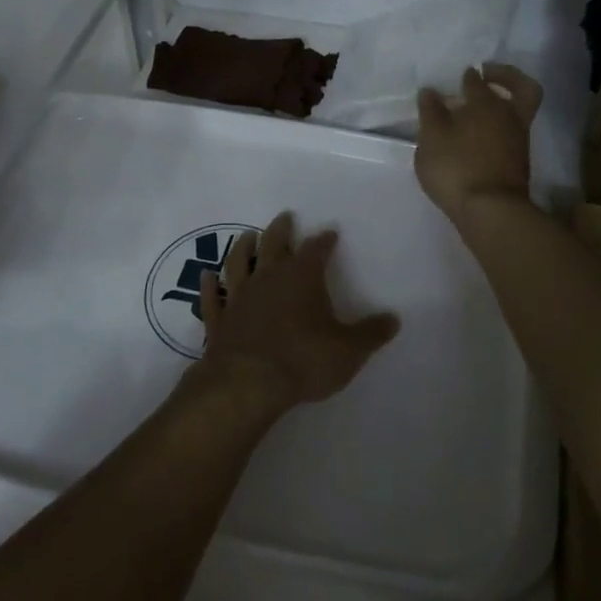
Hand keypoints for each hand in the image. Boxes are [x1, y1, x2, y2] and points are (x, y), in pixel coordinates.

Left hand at [189, 211, 399, 414]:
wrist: (248, 383)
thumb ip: (371, 334)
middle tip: (284, 217)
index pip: (315, 249)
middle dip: (281, 230)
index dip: (323, 240)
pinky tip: (206, 276)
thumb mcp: (348, 350)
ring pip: (238, 263)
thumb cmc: (304, 360)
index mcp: (302, 277)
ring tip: (247, 236)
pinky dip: (208, 286)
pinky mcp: (219, 320)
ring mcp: (239, 297)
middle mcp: (268, 278)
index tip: (329, 232)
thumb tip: (394, 319)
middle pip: (273, 245)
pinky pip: (212, 298)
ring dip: (243, 248)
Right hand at [414, 63, 543, 224]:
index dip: (468, 77)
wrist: (491, 211)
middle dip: (506, 77)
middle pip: (521, 88)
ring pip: (517, 112)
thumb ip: (430, 112)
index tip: (457, 78)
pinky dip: (499, 127)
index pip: (477, 81)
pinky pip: (512, 133)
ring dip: (501, 104)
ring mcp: (518, 140)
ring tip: (474, 111)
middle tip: (487, 74)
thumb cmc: (457, 167)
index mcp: (486, 103)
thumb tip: (431, 91)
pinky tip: (478, 136)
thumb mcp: (431, 138)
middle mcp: (508, 116)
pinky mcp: (519, 162)